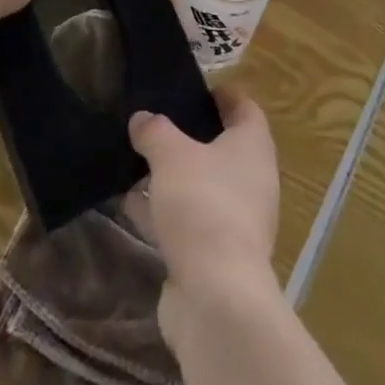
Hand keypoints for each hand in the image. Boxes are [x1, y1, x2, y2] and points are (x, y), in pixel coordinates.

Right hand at [128, 87, 279, 304]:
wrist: (216, 296)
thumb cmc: (203, 205)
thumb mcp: (171, 156)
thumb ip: (155, 132)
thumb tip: (142, 118)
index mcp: (252, 146)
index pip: (243, 107)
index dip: (221, 94)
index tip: (193, 88)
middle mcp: (252, 179)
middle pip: (222, 147)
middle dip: (189, 136)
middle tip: (156, 123)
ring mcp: (237, 219)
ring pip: (202, 185)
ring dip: (173, 176)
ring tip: (136, 160)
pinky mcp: (217, 254)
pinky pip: (189, 219)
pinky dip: (165, 210)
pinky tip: (132, 204)